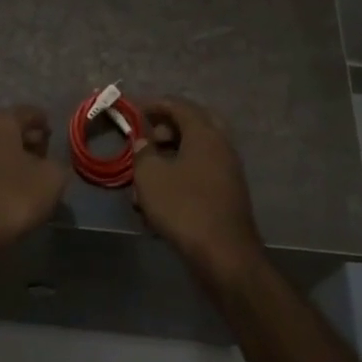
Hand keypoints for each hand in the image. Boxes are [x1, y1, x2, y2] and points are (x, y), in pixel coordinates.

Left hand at [0, 106, 67, 265]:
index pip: (31, 113)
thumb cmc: (10, 198)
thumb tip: (51, 164)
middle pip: (10, 127)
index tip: (56, 140)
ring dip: (12, 157)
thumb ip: (58, 164)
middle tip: (45, 160)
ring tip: (28, 178)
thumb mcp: (51, 180)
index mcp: (0, 118)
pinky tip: (7, 188)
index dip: (47, 126)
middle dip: (29, 141)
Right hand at [131, 97, 265, 287]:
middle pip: (191, 126)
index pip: (179, 105)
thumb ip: (143, 152)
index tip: (134, 112)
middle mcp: (221, 146)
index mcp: (204, 133)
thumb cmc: (183, 207)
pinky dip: (179, 180)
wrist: (224, 256)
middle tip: (146, 141)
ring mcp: (227, 171)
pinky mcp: (227, 196)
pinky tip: (158, 204)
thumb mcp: (150, 176)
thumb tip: (144, 141)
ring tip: (144, 181)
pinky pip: (199, 176)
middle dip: (166, 131)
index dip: (154, 105)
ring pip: (194, 154)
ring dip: (169, 160)